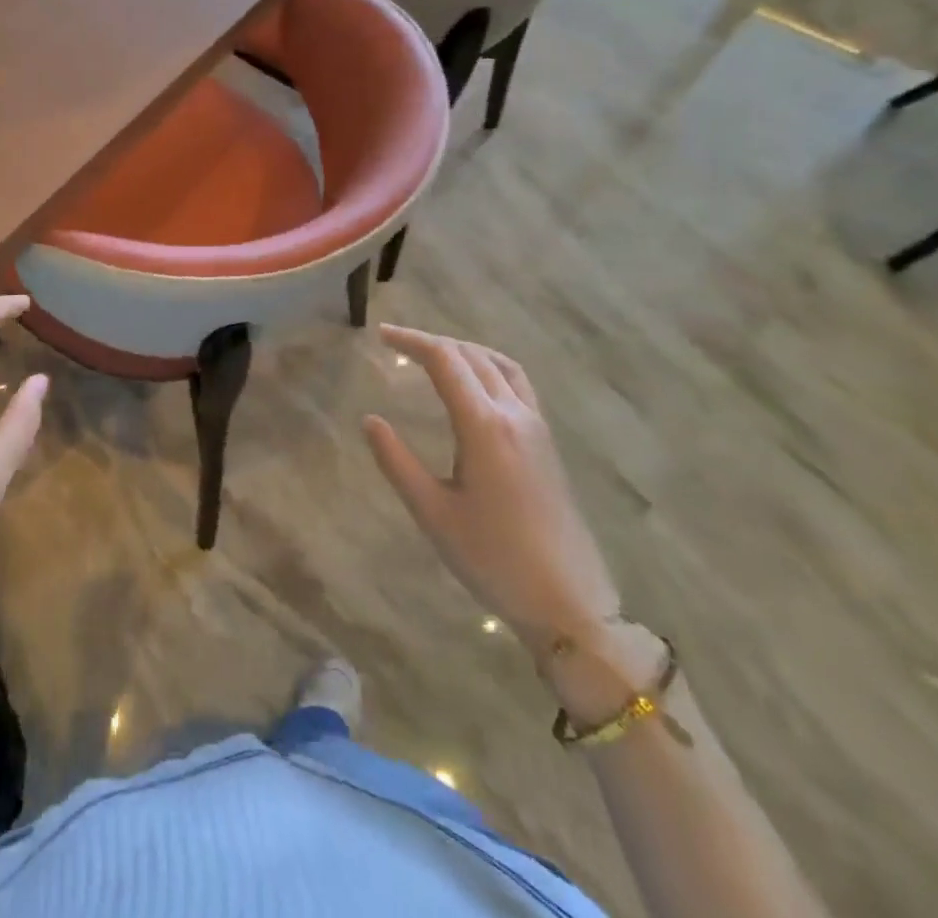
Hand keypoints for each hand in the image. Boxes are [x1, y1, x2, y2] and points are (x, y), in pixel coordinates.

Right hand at [364, 324, 621, 653]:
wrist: (568, 603)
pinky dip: (489, 367)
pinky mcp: (546, 443)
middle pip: (472, 356)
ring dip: (465, 350)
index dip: (411, 341)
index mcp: (484, 426)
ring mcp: (536, 427)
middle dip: (433, 342)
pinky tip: (475, 386)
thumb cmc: (492, 559)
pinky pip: (518, 383)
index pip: (445, 361)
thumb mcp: (432, 512)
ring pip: (500, 364)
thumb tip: (370, 420)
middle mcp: (513, 414)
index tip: (381, 335)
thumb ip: (397, 462)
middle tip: (397, 344)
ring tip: (435, 355)